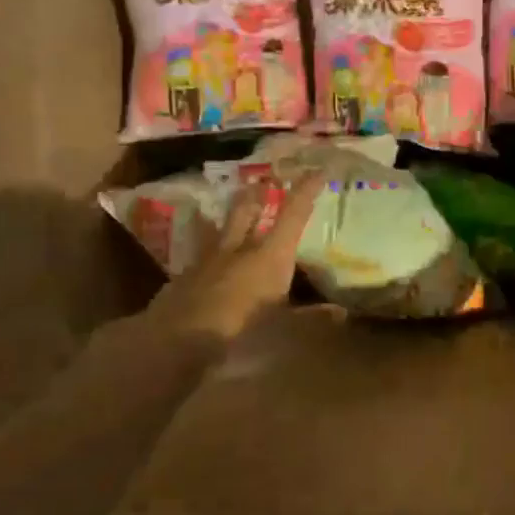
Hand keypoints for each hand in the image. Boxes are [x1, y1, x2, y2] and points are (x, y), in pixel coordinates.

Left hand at [145, 172, 326, 342]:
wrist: (174, 344)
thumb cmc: (239, 334)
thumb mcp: (282, 332)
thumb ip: (310, 319)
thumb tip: (340, 312)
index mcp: (270, 256)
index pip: (293, 215)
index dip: (306, 191)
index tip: (317, 170)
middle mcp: (240, 249)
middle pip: (249, 210)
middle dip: (260, 193)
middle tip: (267, 180)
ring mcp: (208, 259)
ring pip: (222, 225)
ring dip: (233, 212)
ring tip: (237, 200)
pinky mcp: (185, 276)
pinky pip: (202, 251)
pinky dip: (209, 243)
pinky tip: (208, 251)